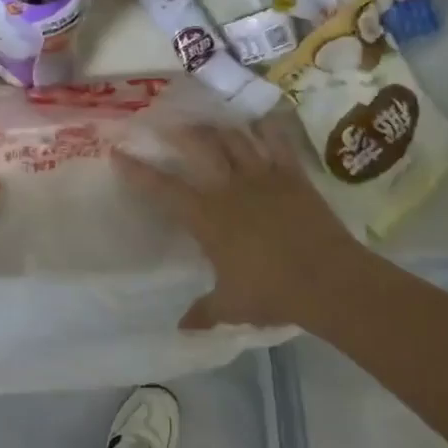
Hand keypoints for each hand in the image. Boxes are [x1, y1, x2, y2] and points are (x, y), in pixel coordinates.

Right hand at [113, 121, 366, 331]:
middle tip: (167, 123)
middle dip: (179, 132)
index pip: (162, 189)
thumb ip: (203, 313)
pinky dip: (268, 128)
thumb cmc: (272, 292)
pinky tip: (261, 119)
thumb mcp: (231, 306)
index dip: (137, 171)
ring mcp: (263, 177)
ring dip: (218, 127)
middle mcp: (229, 188)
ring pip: (235, 138)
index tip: (118, 153)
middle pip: (199, 147)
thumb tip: (181, 328)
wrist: (329, 280)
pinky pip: (278, 142)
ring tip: (208, 120)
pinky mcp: (293, 175)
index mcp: (207, 217)